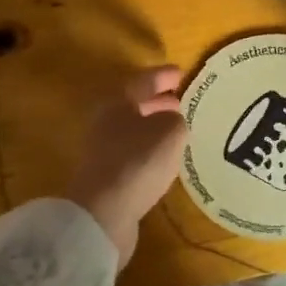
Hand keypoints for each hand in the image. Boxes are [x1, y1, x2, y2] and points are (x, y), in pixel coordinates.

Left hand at [65, 67, 188, 267]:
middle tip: (182, 101)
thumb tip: (172, 120)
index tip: (182, 72)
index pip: (142, 81)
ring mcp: (103, 151)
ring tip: (178, 130)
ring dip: (155, 127)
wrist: (104, 213)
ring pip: (134, 130)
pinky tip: (166, 159)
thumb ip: (175, 119)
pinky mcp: (107, 177)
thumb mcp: (169, 132)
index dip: (163, 76)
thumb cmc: (138, 162)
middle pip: (134, 105)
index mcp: (117, 103)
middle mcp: (106, 123)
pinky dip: (150, 150)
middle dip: (158, 102)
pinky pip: (133, 153)